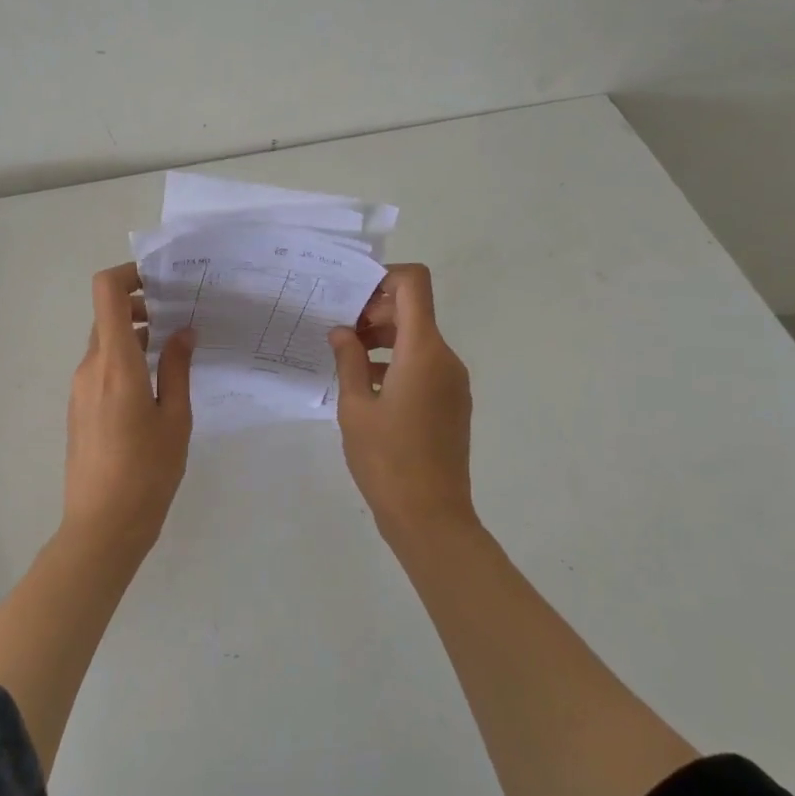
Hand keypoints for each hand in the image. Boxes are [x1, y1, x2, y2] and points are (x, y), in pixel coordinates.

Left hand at [64, 263, 195, 553]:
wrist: (102, 527)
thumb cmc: (147, 472)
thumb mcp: (175, 418)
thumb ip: (177, 368)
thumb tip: (182, 331)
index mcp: (116, 364)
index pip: (107, 293)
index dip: (128, 274)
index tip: (161, 280)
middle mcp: (91, 368)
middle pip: (108, 316)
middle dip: (141, 306)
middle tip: (180, 315)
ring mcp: (80, 388)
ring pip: (105, 342)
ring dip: (135, 334)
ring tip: (175, 348)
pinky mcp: (80, 407)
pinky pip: (101, 366)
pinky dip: (126, 358)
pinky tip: (155, 381)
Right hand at [328, 263, 475, 544]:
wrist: (431, 517)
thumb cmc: (387, 459)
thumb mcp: (355, 407)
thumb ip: (348, 360)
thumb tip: (342, 331)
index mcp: (423, 350)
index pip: (414, 284)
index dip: (384, 278)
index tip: (352, 298)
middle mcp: (446, 357)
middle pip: (415, 310)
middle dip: (376, 312)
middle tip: (340, 335)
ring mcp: (454, 381)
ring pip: (419, 338)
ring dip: (384, 339)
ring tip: (348, 361)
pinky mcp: (453, 402)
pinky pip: (425, 365)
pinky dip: (397, 363)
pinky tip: (368, 387)